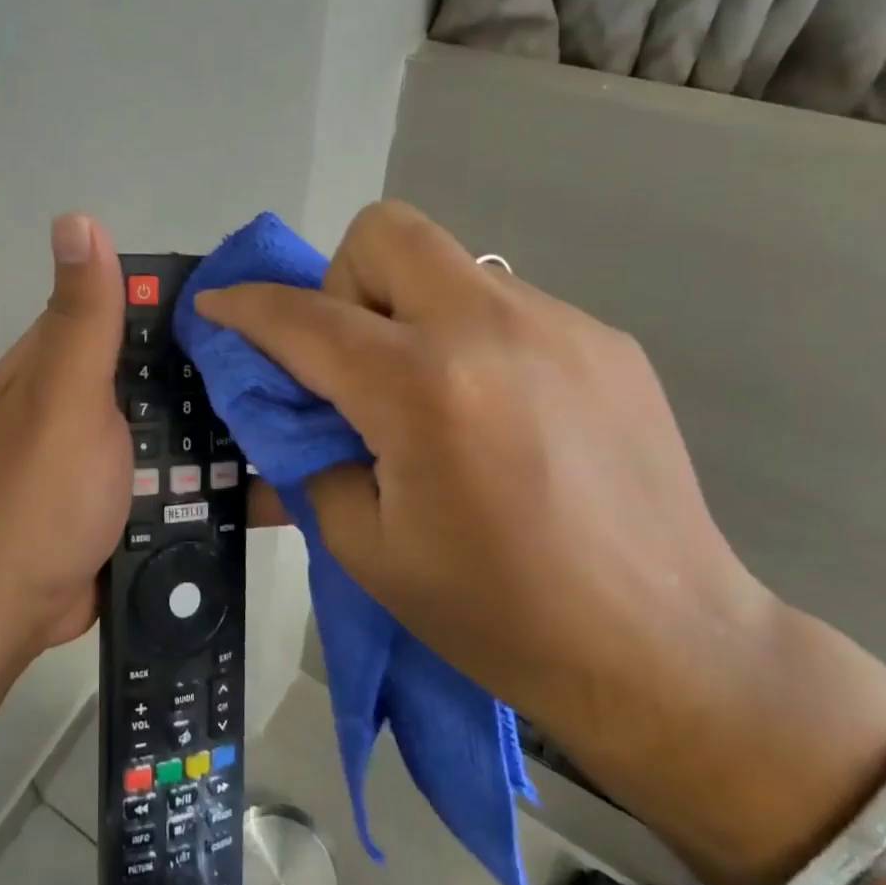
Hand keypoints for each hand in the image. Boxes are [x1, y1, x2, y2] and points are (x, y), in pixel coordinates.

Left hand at [0, 214, 289, 660]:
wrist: (14, 606)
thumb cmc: (41, 491)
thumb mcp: (64, 393)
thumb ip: (82, 316)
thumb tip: (76, 217)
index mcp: (62, 359)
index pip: (130, 308)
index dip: (188, 303)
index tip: (261, 304)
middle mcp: (85, 396)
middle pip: (164, 371)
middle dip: (220, 374)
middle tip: (301, 373)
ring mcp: (109, 450)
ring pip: (179, 424)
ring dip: (228, 428)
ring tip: (307, 421)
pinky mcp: (130, 497)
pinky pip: (183, 475)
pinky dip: (219, 475)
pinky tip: (277, 475)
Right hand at [193, 201, 779, 771]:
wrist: (669, 652)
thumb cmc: (496, 613)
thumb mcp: (362, 543)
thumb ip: (304, 451)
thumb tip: (277, 401)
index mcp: (421, 389)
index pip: (302, 318)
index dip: (244, 308)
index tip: (215, 306)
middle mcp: (490, 329)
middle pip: (385, 232)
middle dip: (342, 282)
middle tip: (353, 361)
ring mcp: (559, 325)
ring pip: (445, 264)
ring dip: (408, 312)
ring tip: (429, 398)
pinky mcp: (604, 340)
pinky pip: (501, 303)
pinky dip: (467, 337)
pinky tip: (495, 414)